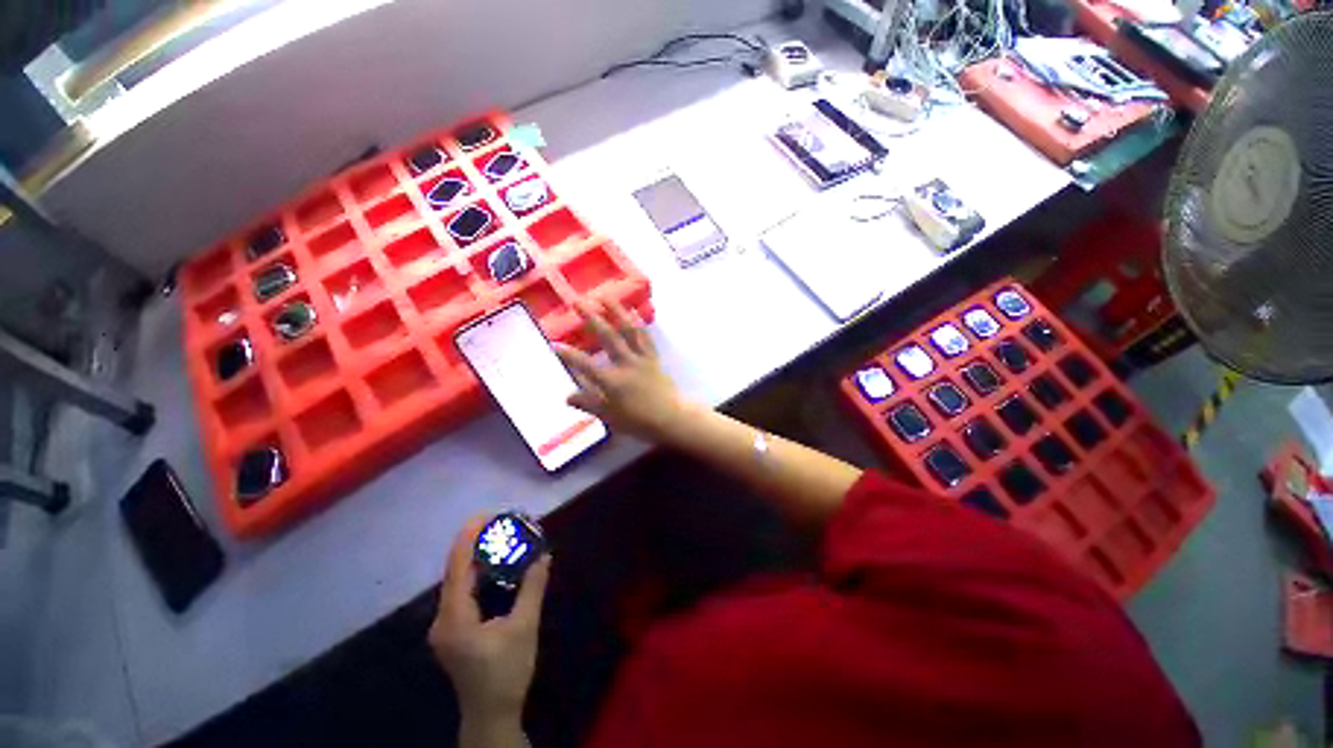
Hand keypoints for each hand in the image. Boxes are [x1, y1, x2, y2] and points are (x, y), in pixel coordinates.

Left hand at [429, 516, 551, 723]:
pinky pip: (462, 593)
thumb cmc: (507, 672)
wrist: (491, 714)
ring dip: (477, 558)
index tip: (485, 514)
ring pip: (457, 582)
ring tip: (499, 538)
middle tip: (500, 523)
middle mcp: (442, 618)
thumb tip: (544, 554)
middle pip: (454, 571)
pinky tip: (494, 568)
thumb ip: (532, 588)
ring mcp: (445, 626)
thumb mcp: (525, 627)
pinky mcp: (452, 631)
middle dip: (475, 544)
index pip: (456, 567)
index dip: (468, 538)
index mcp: (454, 617)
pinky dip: (477, 575)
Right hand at [556, 300, 693, 444]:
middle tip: (577, 302)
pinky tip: (631, 311)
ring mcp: (641, 358)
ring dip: (616, 311)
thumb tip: (567, 397)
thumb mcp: (610, 417)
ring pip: (628, 330)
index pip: (585, 365)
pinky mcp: (653, 357)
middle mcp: (625, 363)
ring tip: (604, 296)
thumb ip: (588, 404)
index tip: (554, 343)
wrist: (671, 417)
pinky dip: (637, 322)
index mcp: (612, 381)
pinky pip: (645, 336)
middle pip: (607, 337)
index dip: (569, 354)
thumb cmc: (639, 421)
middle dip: (591, 318)